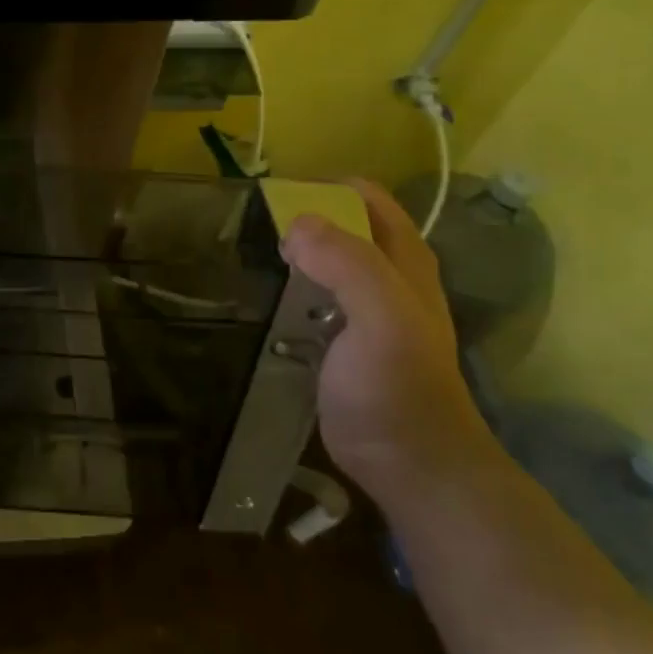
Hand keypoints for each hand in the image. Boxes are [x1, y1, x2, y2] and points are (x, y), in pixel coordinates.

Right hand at [280, 178, 497, 498]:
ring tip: (244, 256)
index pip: (366, 199)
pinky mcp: (337, 343)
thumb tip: (297, 223)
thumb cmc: (398, 387)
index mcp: (404, 261)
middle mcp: (385, 278)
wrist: (408, 463)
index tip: (275, 199)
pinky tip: (257, 299)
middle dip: (300, 220)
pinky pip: (307, 301)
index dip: (324, 190)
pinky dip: (285, 291)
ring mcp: (360, 312)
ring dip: (289, 257)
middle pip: (341, 229)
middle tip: (251, 229)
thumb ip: (347, 264)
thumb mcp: (383, 317)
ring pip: (322, 265)